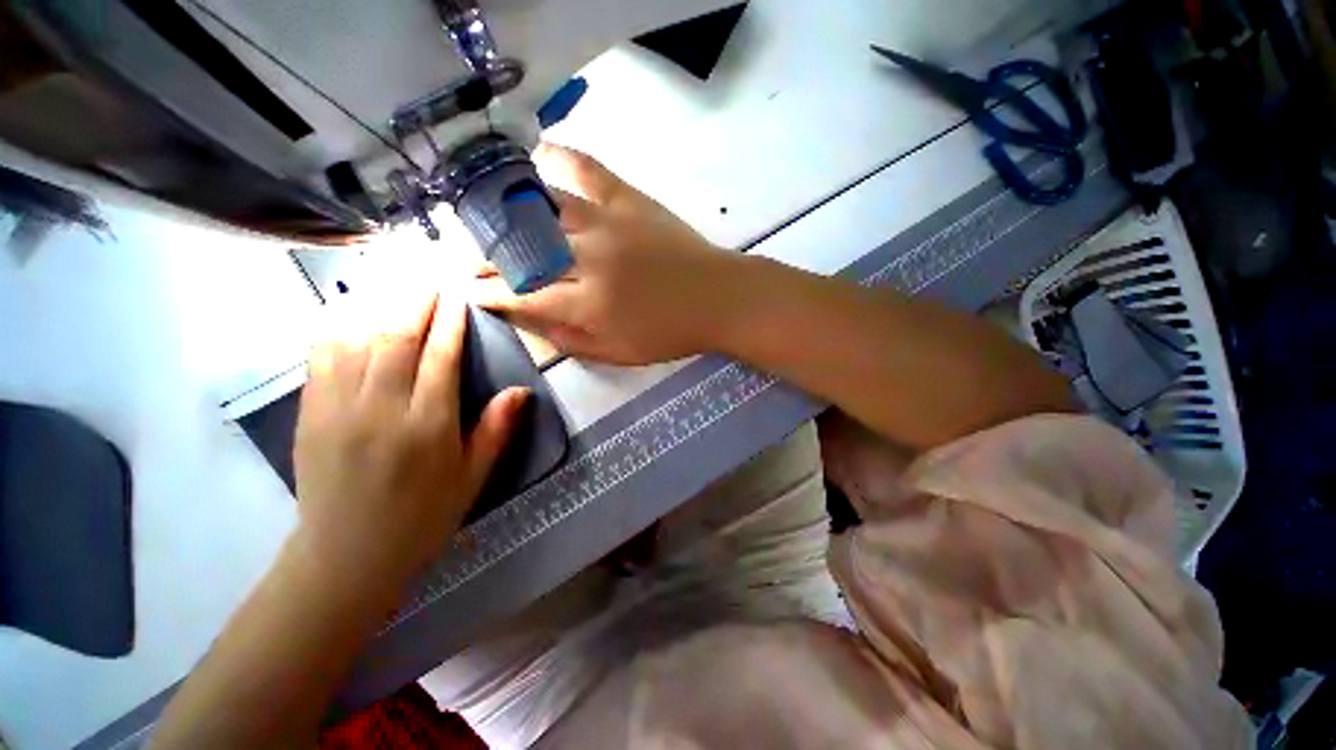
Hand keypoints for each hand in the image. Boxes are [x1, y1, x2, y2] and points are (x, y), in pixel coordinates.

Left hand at [294, 296, 527, 584]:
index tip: (457, 298)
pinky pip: (321, 359)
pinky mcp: (310, 415)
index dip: (451, 324)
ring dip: (378, 308)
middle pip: (397, 340)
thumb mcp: (471, 479)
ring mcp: (338, 410)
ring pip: (356, 341)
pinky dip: (337, 328)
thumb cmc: (422, 517)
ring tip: (395, 288)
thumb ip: (495, 431)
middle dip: (415, 305)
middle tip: (429, 281)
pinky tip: (348, 313)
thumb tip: (521, 392)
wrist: (347, 555)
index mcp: (428, 426)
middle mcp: (381, 410)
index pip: (440, 359)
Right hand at [476, 143, 743, 365]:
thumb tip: (528, 319)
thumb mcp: (618, 354)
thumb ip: (569, 340)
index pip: (521, 295)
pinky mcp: (628, 199)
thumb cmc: (669, 333)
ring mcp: (606, 222)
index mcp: (586, 304)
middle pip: (521, 250)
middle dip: (488, 255)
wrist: (717, 298)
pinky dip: (557, 157)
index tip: (470, 290)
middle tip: (473, 258)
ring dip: (506, 210)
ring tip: (489, 214)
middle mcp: (587, 259)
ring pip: (540, 206)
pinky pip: (585, 167)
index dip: (489, 293)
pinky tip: (538, 157)